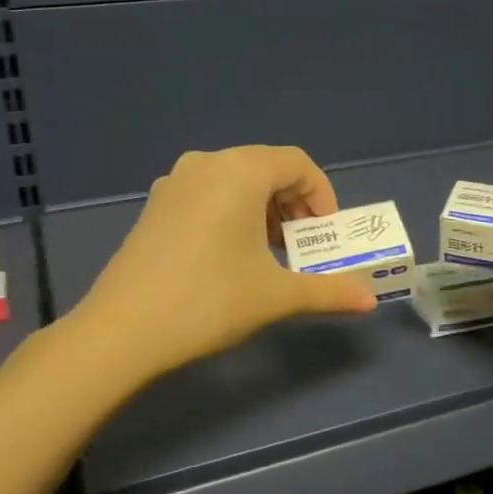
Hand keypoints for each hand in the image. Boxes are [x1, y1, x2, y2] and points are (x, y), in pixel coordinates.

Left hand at [68, 146, 377, 380]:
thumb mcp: (276, 295)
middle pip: (266, 168)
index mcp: (239, 171)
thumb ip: (328, 290)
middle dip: (294, 204)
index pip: (298, 163)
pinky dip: (232, 213)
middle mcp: (206, 164)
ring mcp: (174, 183)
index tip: (327, 234)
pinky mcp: (155, 206)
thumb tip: (369, 300)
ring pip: (235, 181)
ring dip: (263, 209)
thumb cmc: (209, 301)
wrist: (123, 330)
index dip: (323, 195)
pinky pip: (207, 194)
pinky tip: (230, 256)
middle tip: (302, 246)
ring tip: (269, 253)